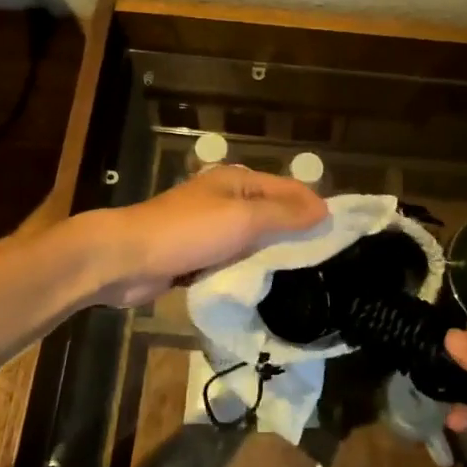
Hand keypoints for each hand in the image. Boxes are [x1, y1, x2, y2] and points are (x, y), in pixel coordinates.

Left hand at [79, 164, 327, 307]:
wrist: (126, 259)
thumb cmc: (188, 232)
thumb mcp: (243, 219)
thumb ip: (284, 215)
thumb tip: (324, 210)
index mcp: (236, 181)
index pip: (287, 188)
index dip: (313, 206)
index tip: (340, 232)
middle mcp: (225, 199)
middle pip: (271, 213)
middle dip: (295, 232)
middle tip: (326, 258)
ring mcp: (209, 228)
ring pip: (252, 239)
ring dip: (271, 254)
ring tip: (303, 275)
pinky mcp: (196, 255)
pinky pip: (232, 260)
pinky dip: (247, 269)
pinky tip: (265, 284)